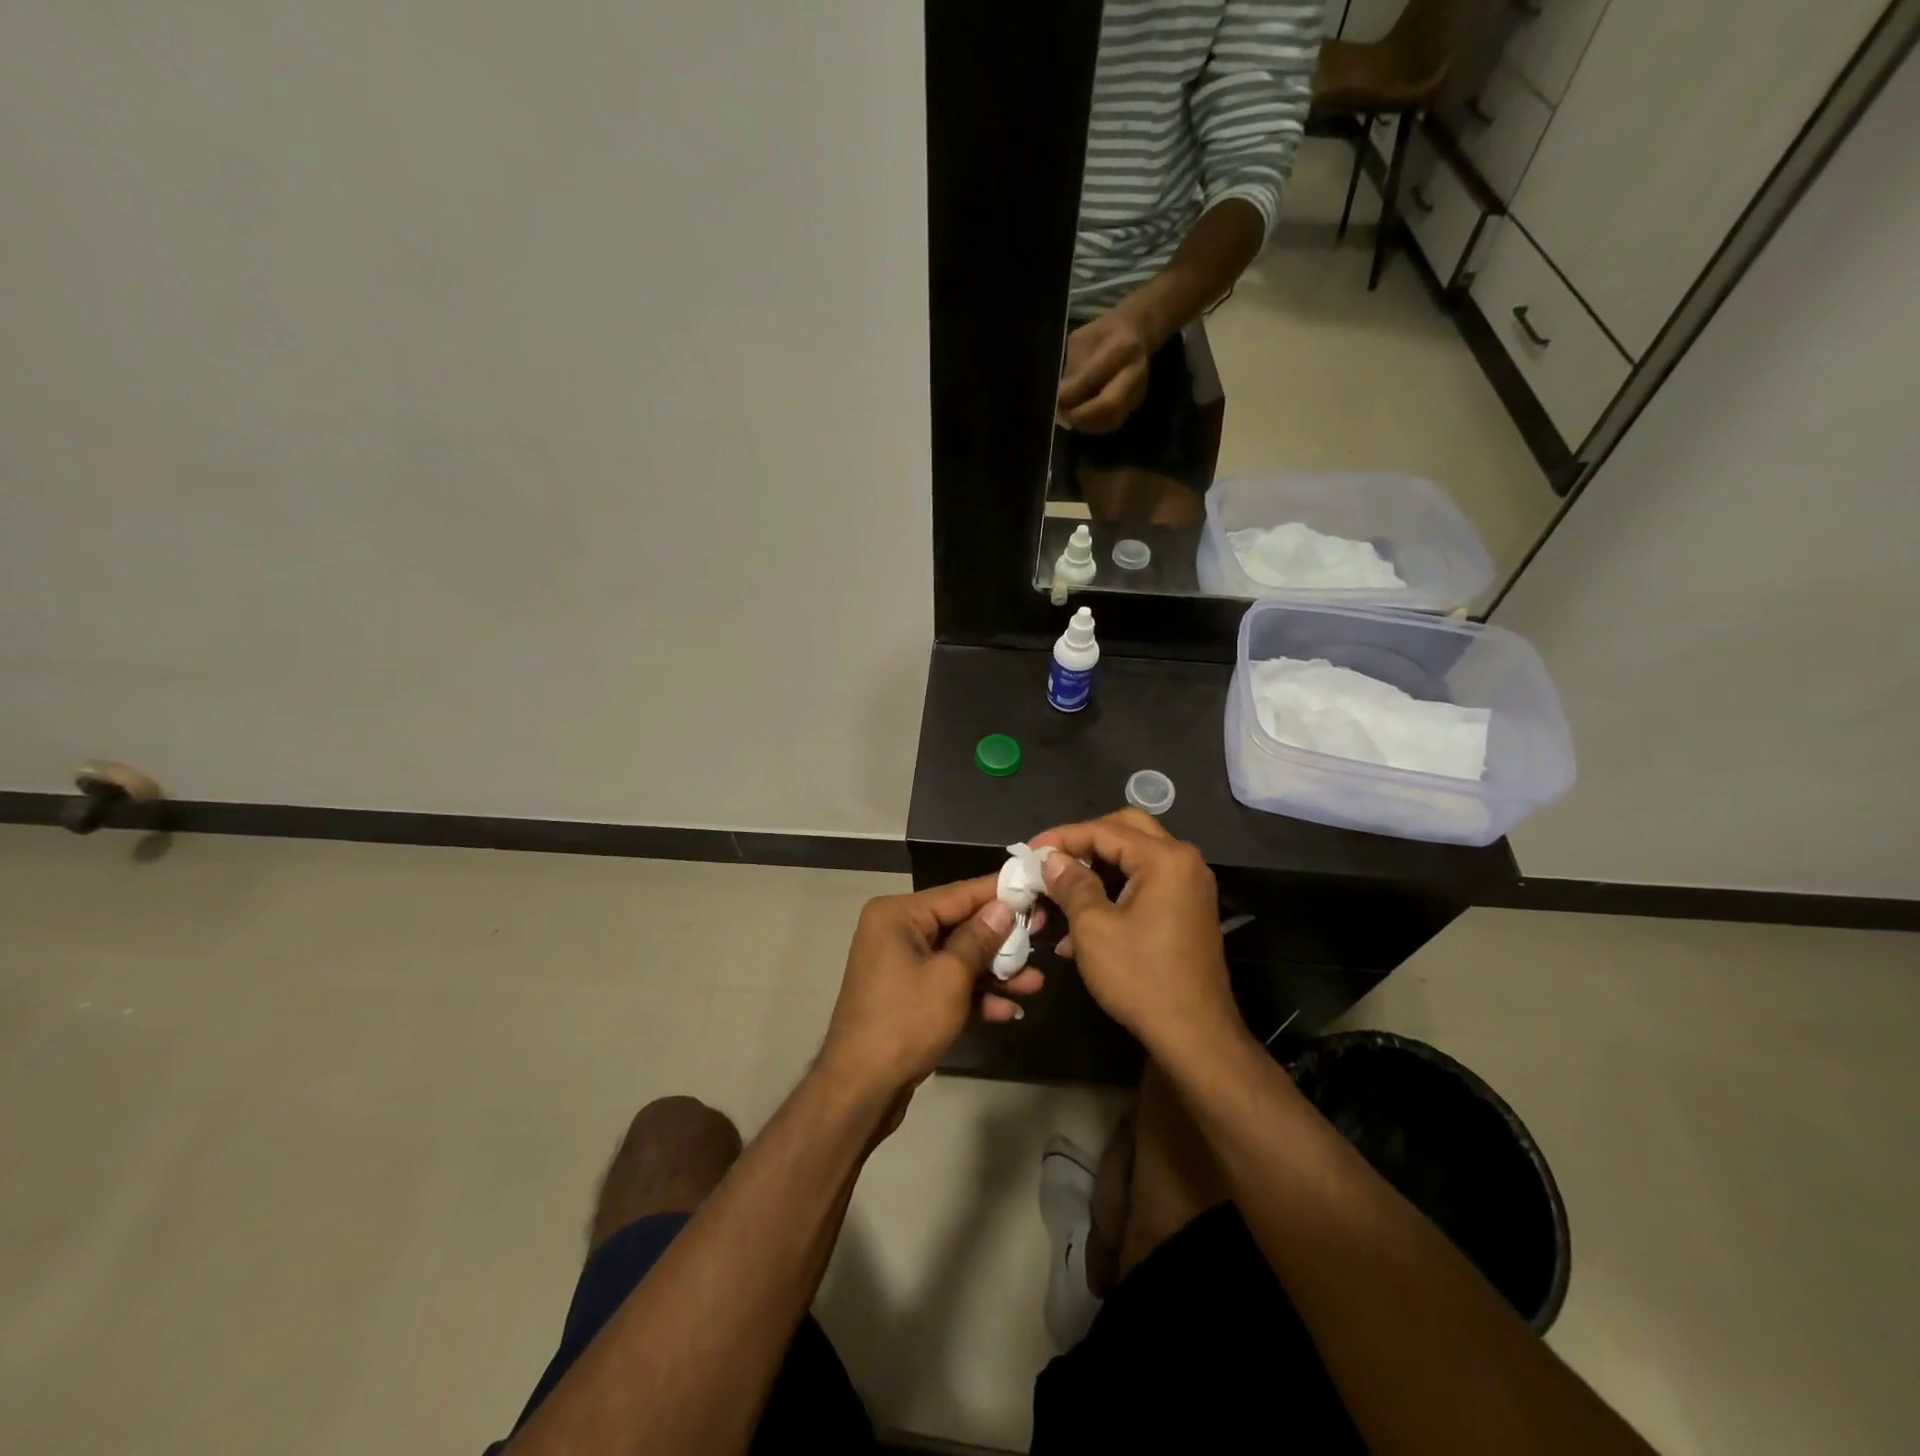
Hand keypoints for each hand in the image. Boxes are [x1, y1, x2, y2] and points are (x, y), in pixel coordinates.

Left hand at [817, 877, 1045, 1105]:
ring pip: (957, 959)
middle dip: (1002, 939)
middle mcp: (897, 933)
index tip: (1034, 887)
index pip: (958, 894)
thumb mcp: (950, 977)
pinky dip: (975, 996)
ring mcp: (901, 967)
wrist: (860, 1089)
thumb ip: (979, 939)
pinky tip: (1010, 1010)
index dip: (998, 892)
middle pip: (960, 927)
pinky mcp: (908, 998)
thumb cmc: (905, 1021)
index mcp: (898, 915)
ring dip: (995, 972)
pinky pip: (947, 985)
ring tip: (1036, 982)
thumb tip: (1003, 908)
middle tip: (1043, 933)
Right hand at [1031, 811, 1239, 1059]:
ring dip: (1098, 869)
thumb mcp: (1093, 928)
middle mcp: (1184, 862)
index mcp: (1164, 859)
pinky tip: (1083, 920)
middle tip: (1051, 859)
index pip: (1104, 830)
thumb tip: (1052, 859)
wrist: (1195, 1035)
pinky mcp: (1188, 910)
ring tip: (1061, 890)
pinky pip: (1147, 884)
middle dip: (1085, 843)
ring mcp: (1190, 886)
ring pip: (1135, 858)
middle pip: (1126, 831)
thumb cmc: (1140, 977)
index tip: (1028, 852)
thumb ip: (1071, 884)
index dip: (1062, 838)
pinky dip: (1115, 891)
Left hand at [1056, 306, 1155, 433]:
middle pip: (1109, 406)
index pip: (1092, 378)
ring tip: (1067, 418)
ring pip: (1110, 421)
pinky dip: (1093, 426)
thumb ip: (1073, 369)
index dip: (1070, 394)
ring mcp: (1138, 392)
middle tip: (1060, 416)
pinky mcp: (1135, 406)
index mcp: (1121, 347)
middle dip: (1080, 416)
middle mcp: (1135, 372)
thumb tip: (1059, 399)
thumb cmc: (1103, 333)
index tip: (1053, 400)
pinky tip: (1079, 419)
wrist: (1138, 331)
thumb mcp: (1082, 340)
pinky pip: (1112, 423)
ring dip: (1085, 424)